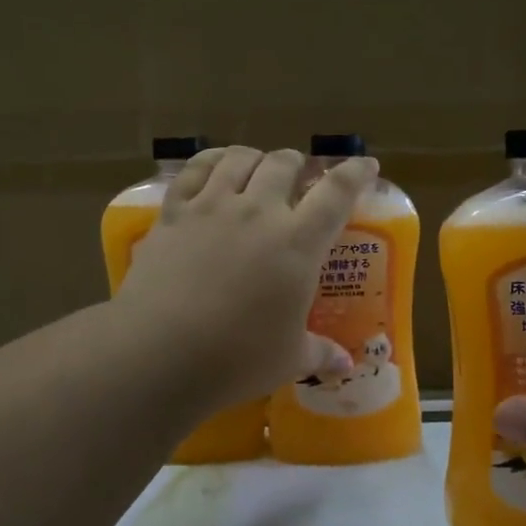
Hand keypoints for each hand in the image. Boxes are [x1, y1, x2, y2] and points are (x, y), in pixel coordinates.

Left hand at [113, 145, 378, 415]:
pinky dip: (210, 160)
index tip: (366, 166)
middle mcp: (258, 211)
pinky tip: (214, 166)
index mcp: (297, 243)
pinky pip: (194, 170)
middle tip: (300, 177)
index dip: (355, 174)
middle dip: (298, 164)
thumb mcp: (288, 359)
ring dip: (256, 158)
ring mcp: (212, 206)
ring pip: (240, 158)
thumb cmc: (236, 358)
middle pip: (284, 164)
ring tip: (258, 168)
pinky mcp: (174, 213)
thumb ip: (319, 353)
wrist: (159, 352)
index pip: (336, 193)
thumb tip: (345, 366)